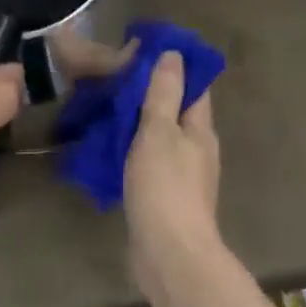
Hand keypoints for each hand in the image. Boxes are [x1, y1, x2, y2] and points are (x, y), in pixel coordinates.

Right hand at [124, 51, 221, 300]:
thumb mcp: (160, 132)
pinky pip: (147, 164)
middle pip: (176, 114)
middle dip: (150, 96)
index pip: (193, 88)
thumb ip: (165, 94)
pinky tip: (107, 150)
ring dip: (137, 125)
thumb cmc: (165, 187)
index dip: (174, 68)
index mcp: (200, 131)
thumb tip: (175, 55)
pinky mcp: (163, 199)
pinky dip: (131, 152)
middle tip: (113, 80)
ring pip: (159, 140)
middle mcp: (196, 151)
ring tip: (105, 110)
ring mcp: (181, 178)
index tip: (142, 52)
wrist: (168, 254)